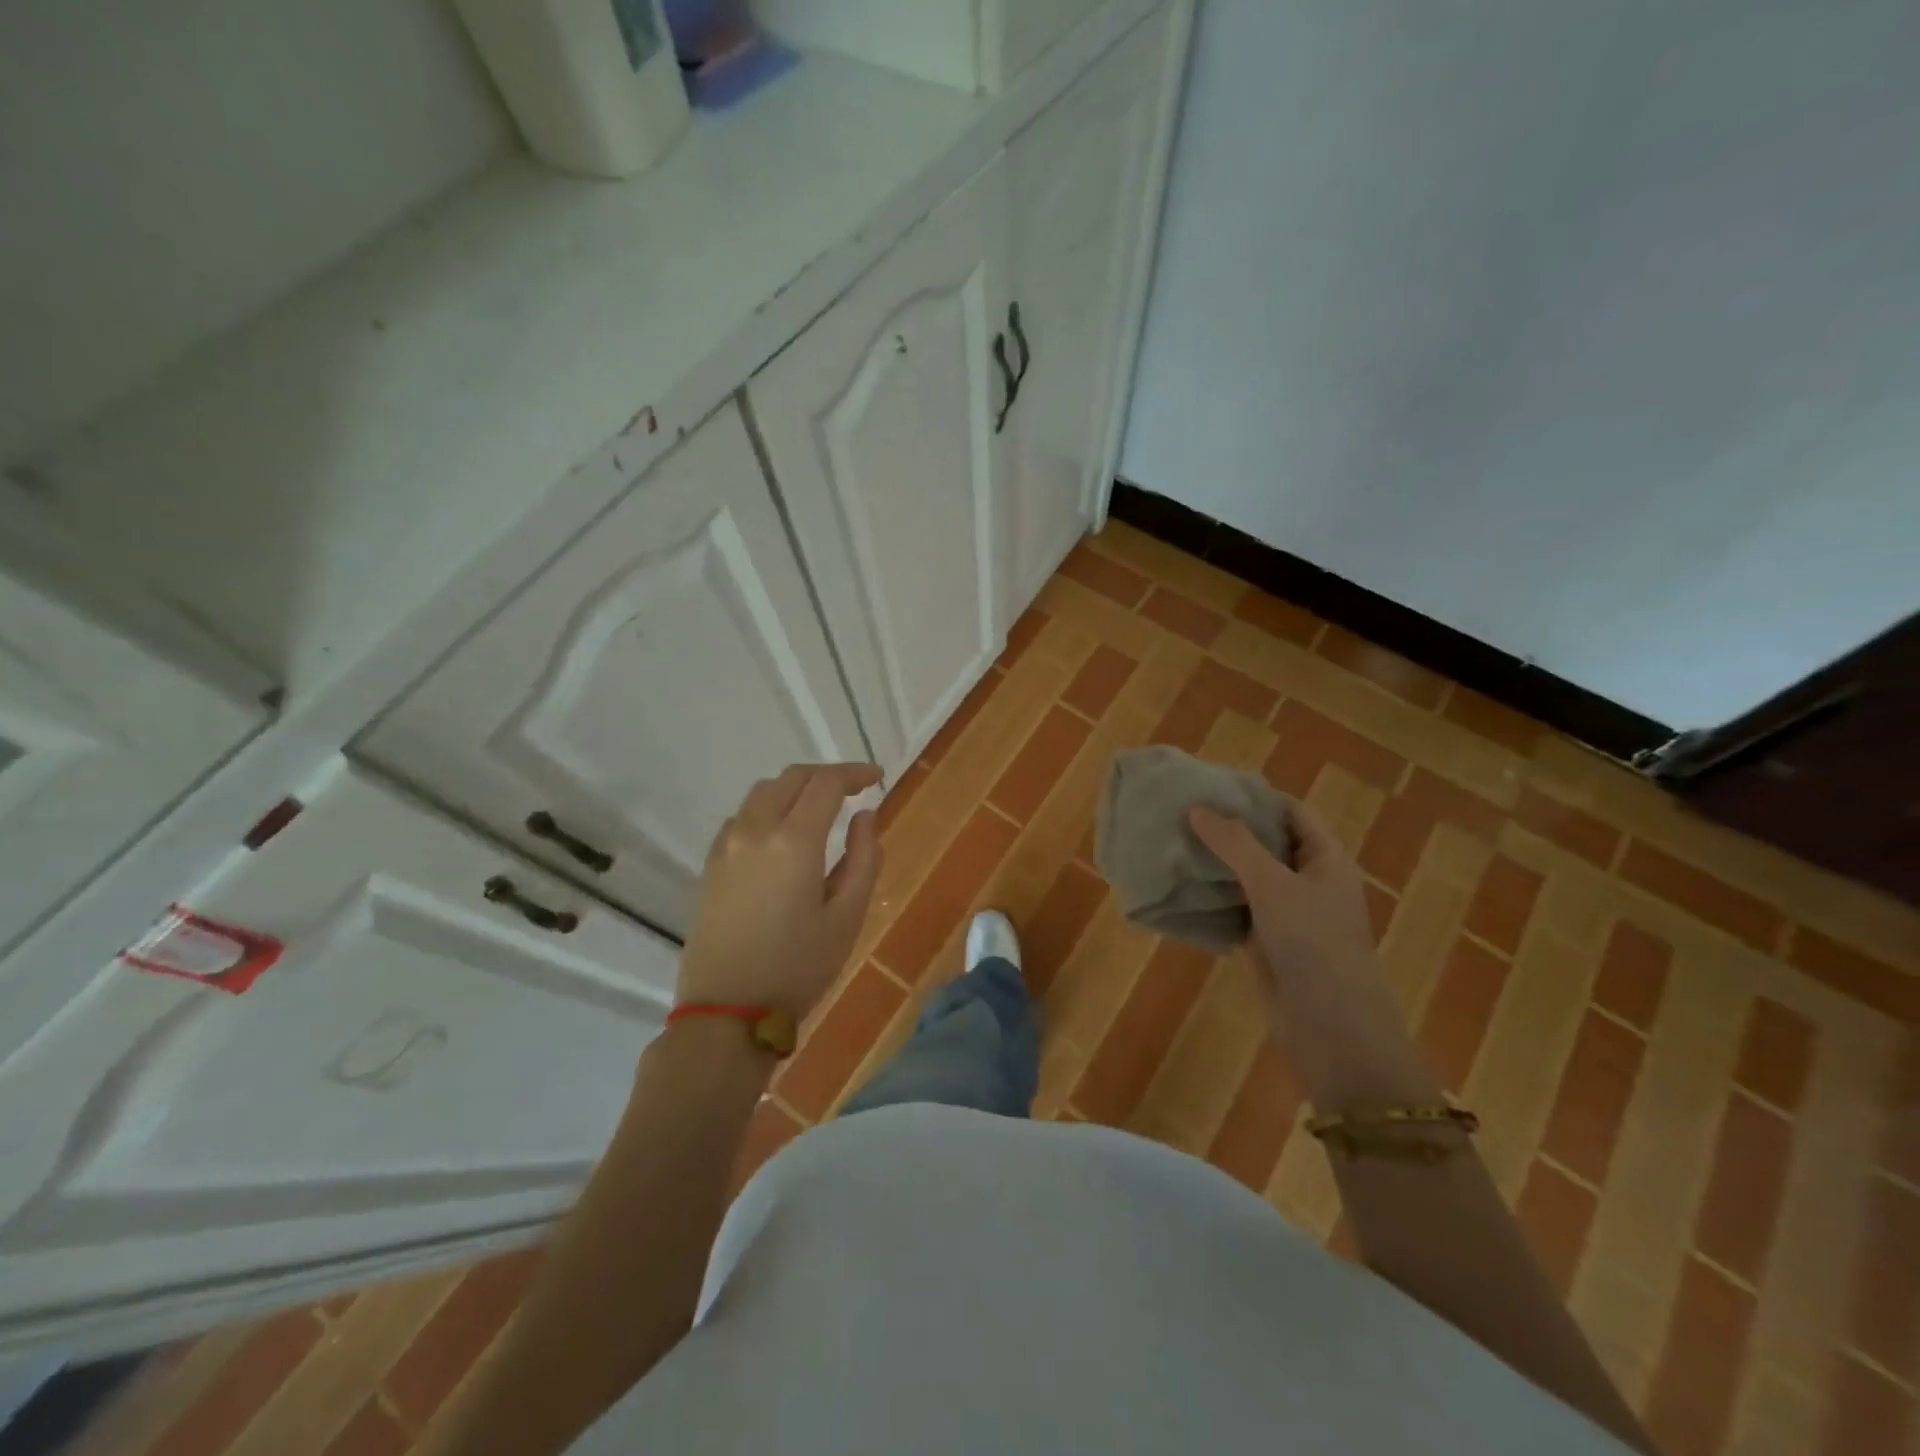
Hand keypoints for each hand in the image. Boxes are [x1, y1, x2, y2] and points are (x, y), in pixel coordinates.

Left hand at [675, 763, 883, 1019]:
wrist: (726, 1013)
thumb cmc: (797, 969)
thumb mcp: (847, 918)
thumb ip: (864, 859)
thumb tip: (866, 816)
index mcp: (794, 841)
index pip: (826, 784)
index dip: (855, 774)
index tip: (877, 778)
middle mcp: (755, 830)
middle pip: (791, 778)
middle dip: (826, 775)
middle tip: (854, 789)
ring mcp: (726, 846)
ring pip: (763, 793)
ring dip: (795, 788)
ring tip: (820, 807)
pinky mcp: (711, 864)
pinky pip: (742, 817)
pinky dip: (769, 808)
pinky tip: (783, 834)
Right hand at [1189, 803, 1384, 1033]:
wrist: (1331, 1027)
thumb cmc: (1313, 943)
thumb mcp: (1273, 884)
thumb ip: (1234, 844)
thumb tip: (1197, 809)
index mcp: (1326, 859)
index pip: (1292, 812)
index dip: (1256, 797)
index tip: (1212, 787)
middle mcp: (1309, 882)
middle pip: (1267, 843)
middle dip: (1229, 829)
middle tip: (1182, 812)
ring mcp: (1288, 914)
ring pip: (1248, 877)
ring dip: (1217, 864)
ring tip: (1174, 843)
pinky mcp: (1267, 942)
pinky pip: (1237, 909)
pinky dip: (1213, 898)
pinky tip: (1180, 887)